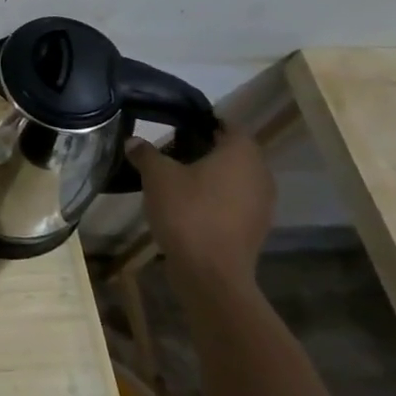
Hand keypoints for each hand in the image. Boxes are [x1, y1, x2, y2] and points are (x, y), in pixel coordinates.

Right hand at [127, 126, 274, 292]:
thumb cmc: (188, 212)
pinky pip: (235, 200)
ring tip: (177, 177)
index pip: (227, 124)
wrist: (211, 274)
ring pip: (235, 177)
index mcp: (241, 153)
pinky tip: (189, 204)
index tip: (176, 124)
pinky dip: (216, 197)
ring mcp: (262, 203)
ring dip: (211, 175)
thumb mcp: (157, 176)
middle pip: (232, 151)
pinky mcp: (255, 227)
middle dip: (204, 148)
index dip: (201, 122)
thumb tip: (133, 141)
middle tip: (171, 149)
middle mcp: (260, 173)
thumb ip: (146, 153)